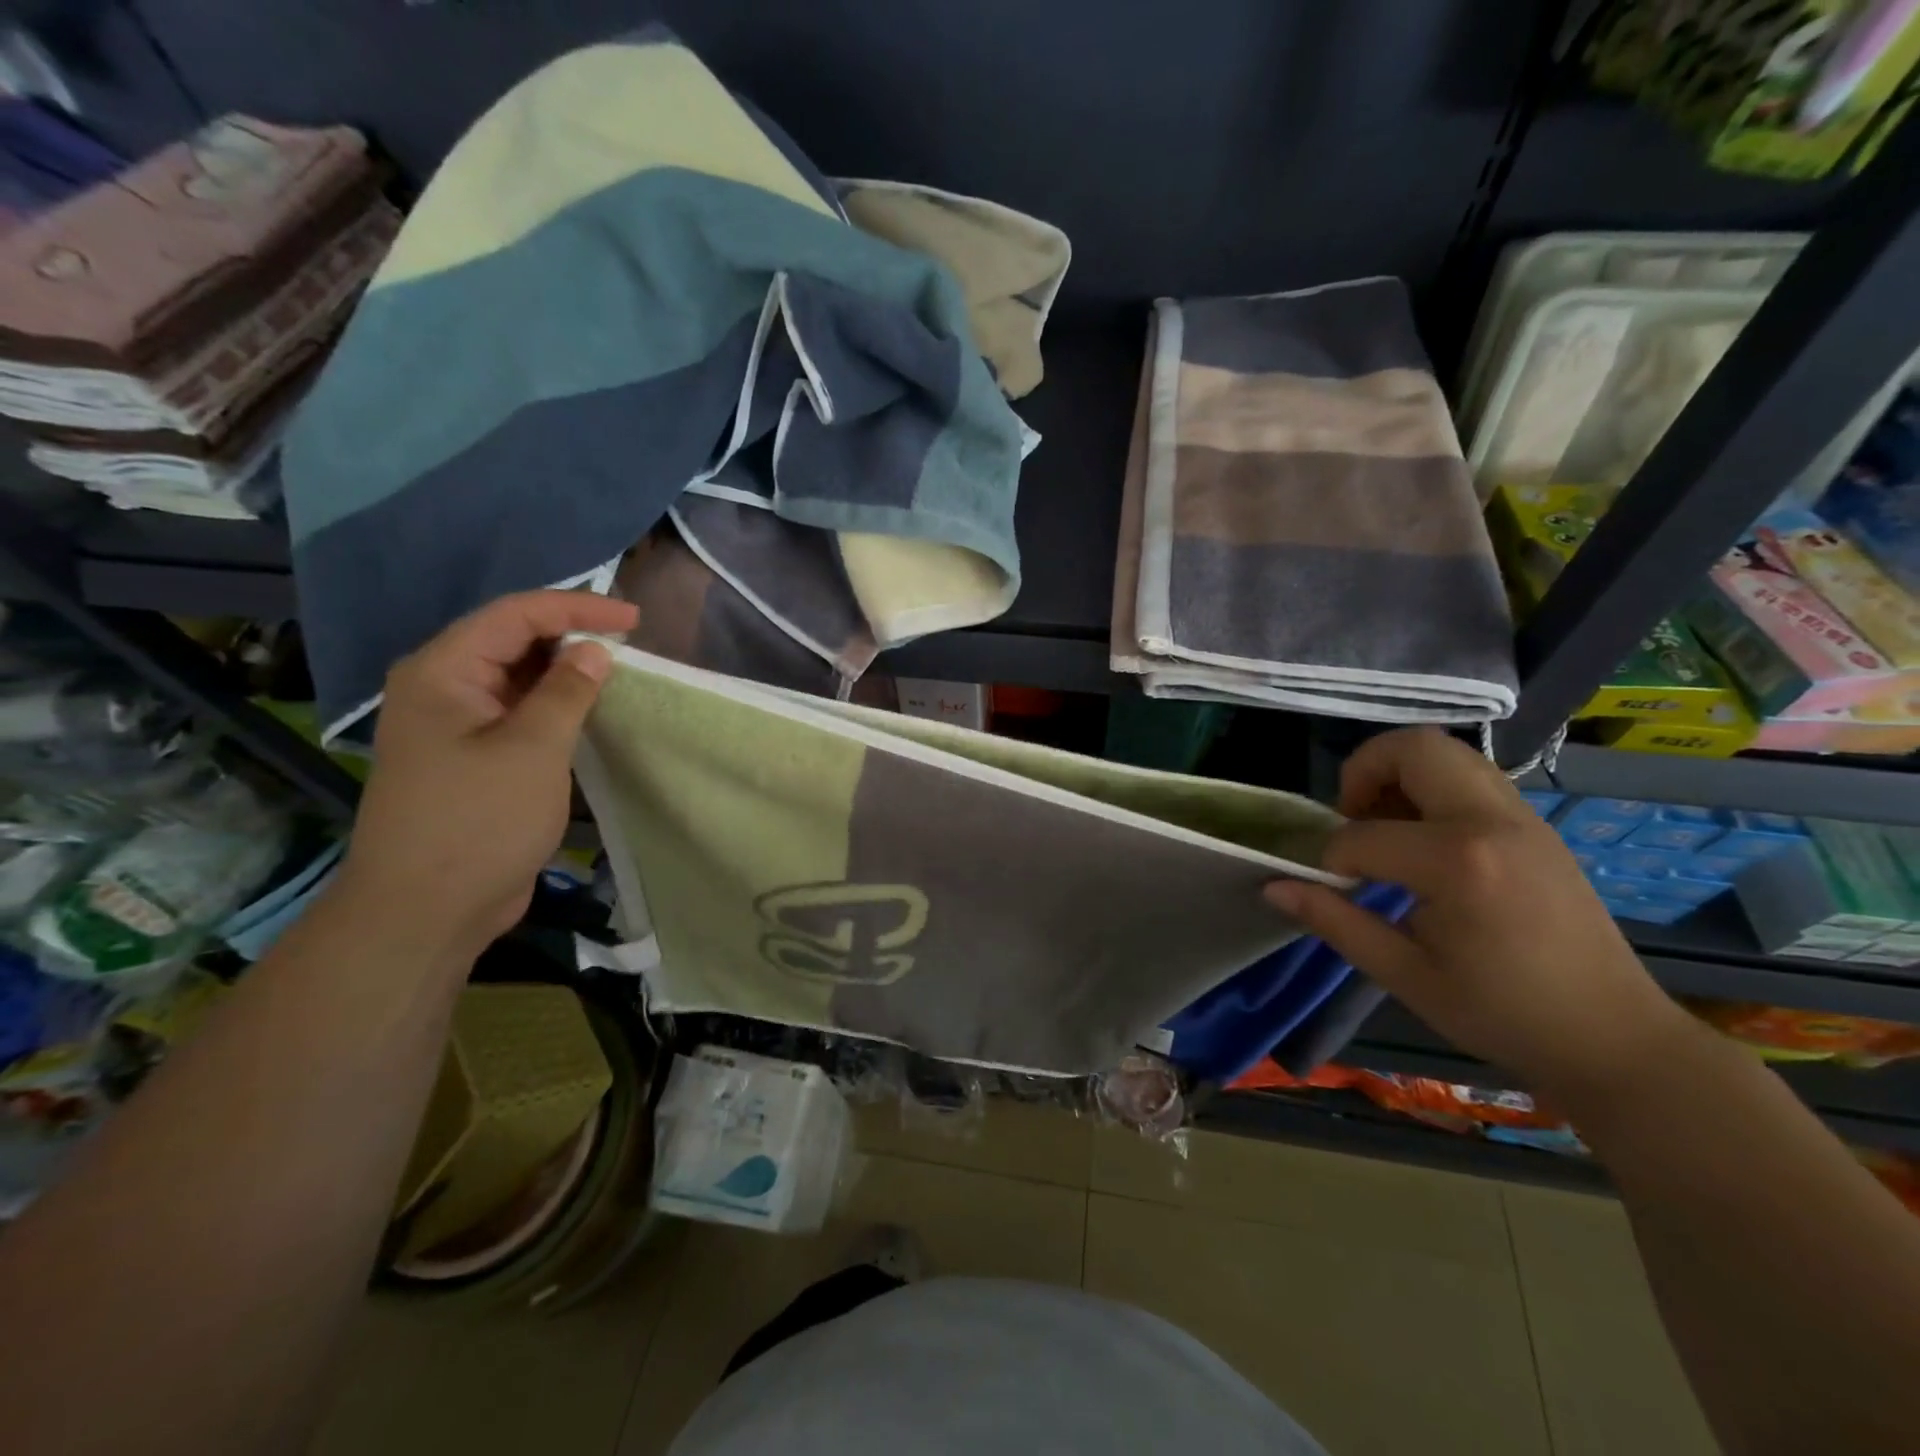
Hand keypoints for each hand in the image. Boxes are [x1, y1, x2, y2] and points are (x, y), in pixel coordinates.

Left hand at [333, 591, 638, 961]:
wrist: (425, 910)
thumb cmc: (478, 822)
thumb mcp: (533, 749)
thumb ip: (566, 691)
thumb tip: (594, 650)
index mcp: (442, 672)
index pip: (515, 616)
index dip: (577, 608)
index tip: (634, 619)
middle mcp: (442, 688)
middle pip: (511, 640)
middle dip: (571, 634)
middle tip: (629, 642)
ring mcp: (455, 725)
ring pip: (516, 677)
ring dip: (565, 670)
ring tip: (617, 669)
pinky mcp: (471, 757)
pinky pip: (517, 712)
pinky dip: (555, 704)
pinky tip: (588, 709)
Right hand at [1264, 728, 1690, 1101]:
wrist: (1616, 1039)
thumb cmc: (1503, 1014)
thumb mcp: (1406, 975)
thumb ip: (1335, 921)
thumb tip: (1273, 887)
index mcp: (1459, 862)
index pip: (1363, 835)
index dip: (1331, 861)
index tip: (1331, 891)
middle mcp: (1492, 821)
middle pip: (1413, 748)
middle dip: (1363, 771)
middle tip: (1350, 817)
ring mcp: (1521, 817)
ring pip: (1446, 752)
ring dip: (1399, 773)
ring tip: (1383, 825)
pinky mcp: (1534, 826)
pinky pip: (1471, 776)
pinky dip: (1431, 787)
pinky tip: (1422, 841)